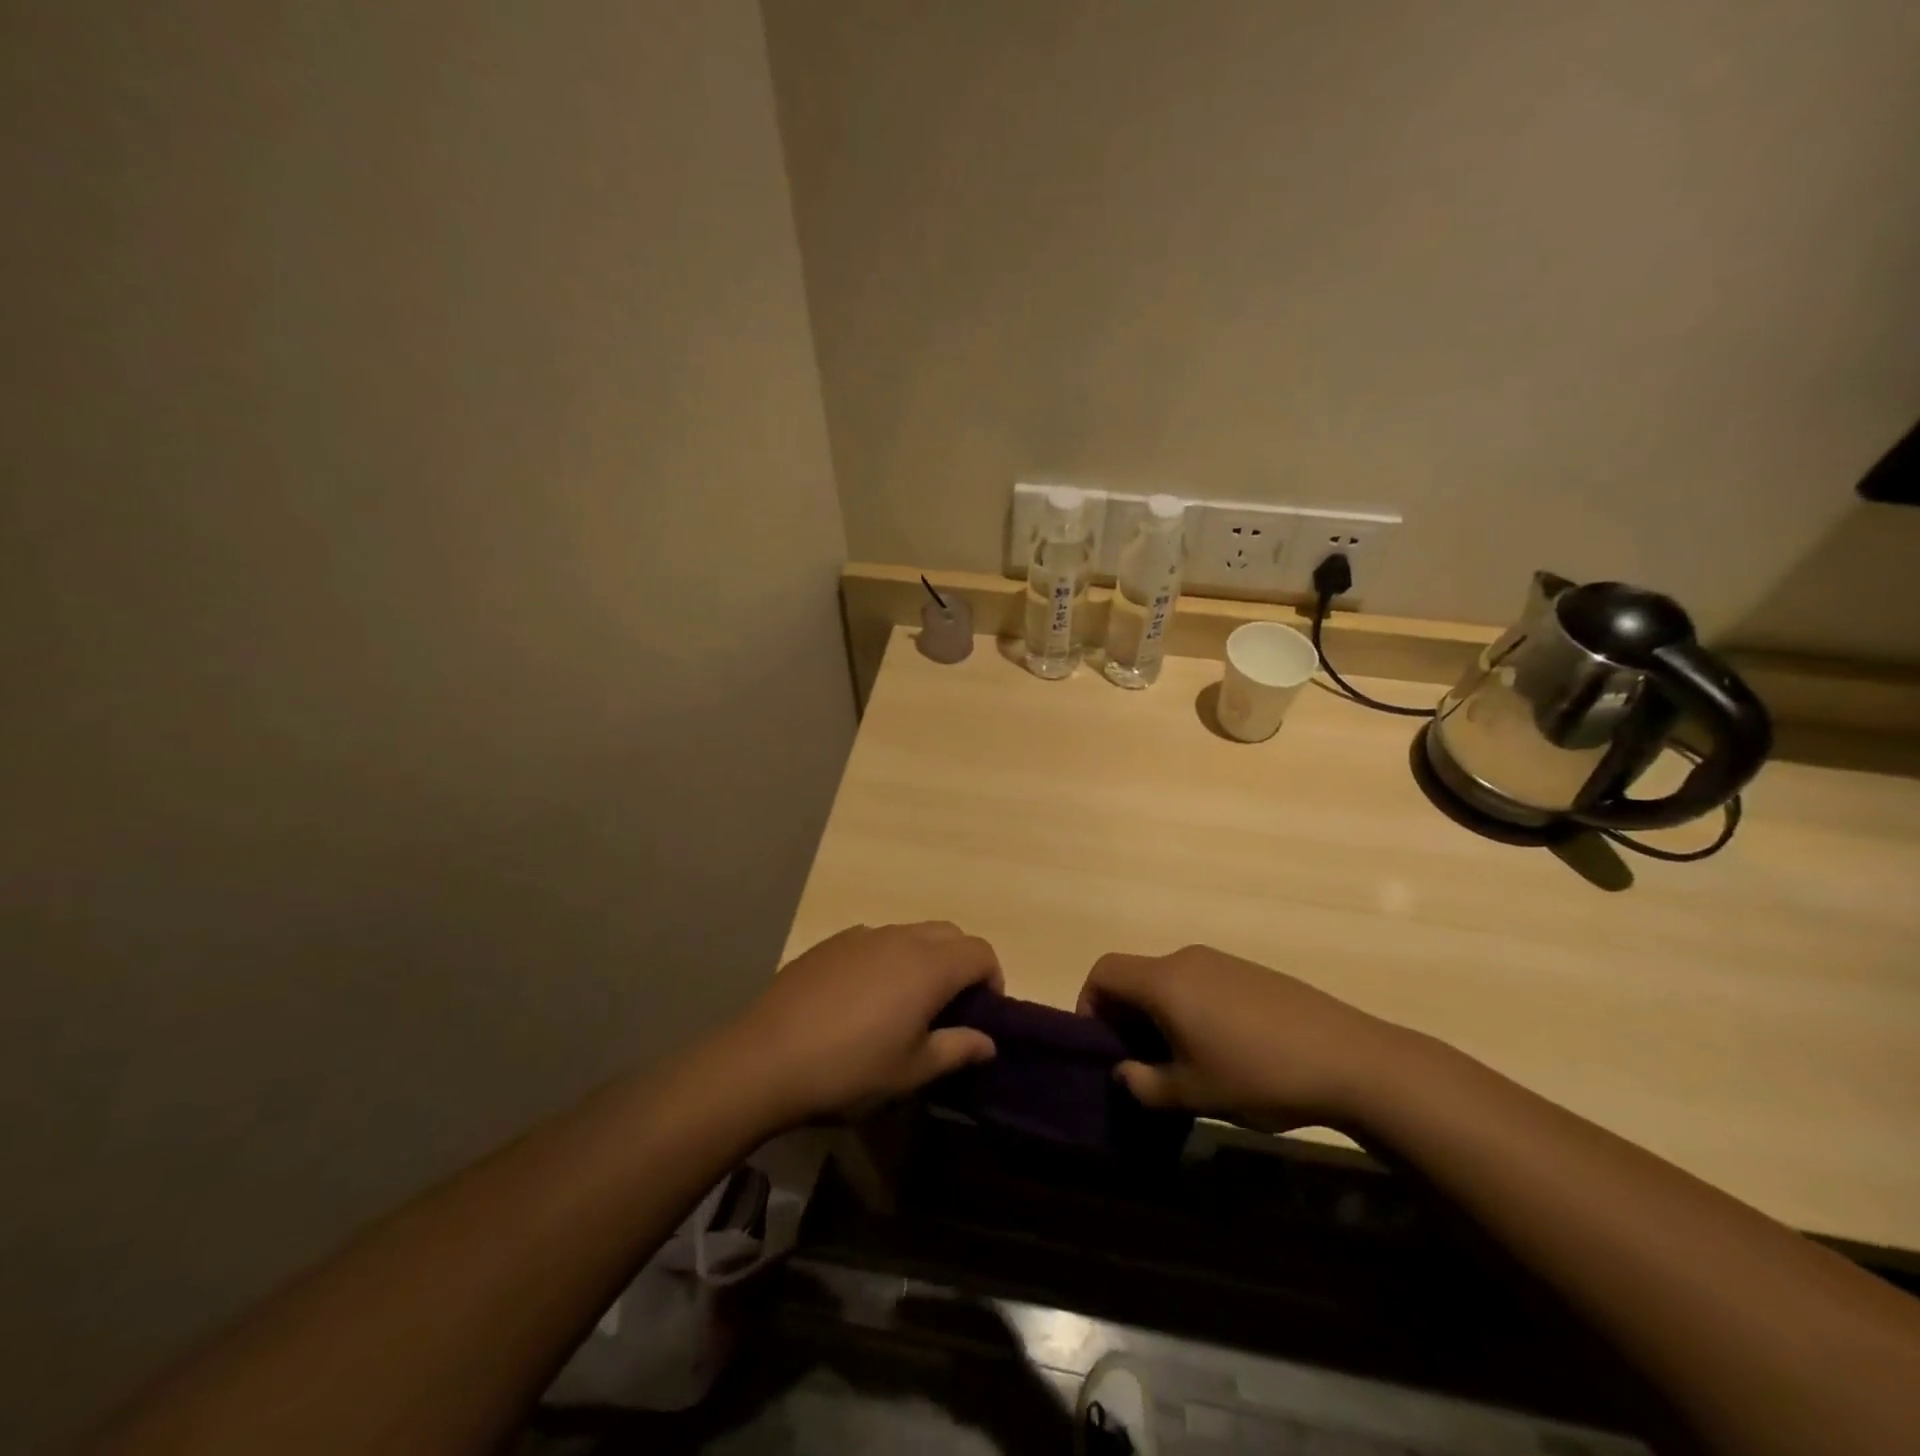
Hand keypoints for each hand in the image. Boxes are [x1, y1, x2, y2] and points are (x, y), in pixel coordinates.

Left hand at [735, 922, 1002, 1121]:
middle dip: (962, 962)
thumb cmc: (849, 1070)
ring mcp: (861, 935)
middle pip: (949, 933)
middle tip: (951, 1006)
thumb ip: (957, 1049)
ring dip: (924, 958)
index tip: (983, 1013)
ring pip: (911, 933)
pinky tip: (863, 998)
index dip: (992, 978)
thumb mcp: (911, 1071)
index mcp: (928, 966)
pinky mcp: (830, 943)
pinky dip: (888, 958)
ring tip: (906, 1003)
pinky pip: (875, 940)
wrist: (765, 1059)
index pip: (980, 952)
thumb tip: (987, 1041)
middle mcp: (899, 938)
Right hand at [1078, 945, 1410, 1128]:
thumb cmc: (1258, 1075)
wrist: (1350, 1059)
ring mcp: (1222, 961)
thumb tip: (1123, 1072)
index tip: (1101, 1045)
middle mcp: (1187, 959)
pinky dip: (1189, 1008)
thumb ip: (1144, 1084)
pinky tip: (1221, 1049)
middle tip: (1139, 1062)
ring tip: (1181, 1061)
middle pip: (1135, 974)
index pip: (1104, 971)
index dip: (1089, 1003)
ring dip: (1158, 1014)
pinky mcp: (1250, 972)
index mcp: (1164, 981)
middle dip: (1125, 1015)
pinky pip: (1200, 982)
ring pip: (1168, 980)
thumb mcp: (1193, 1093)